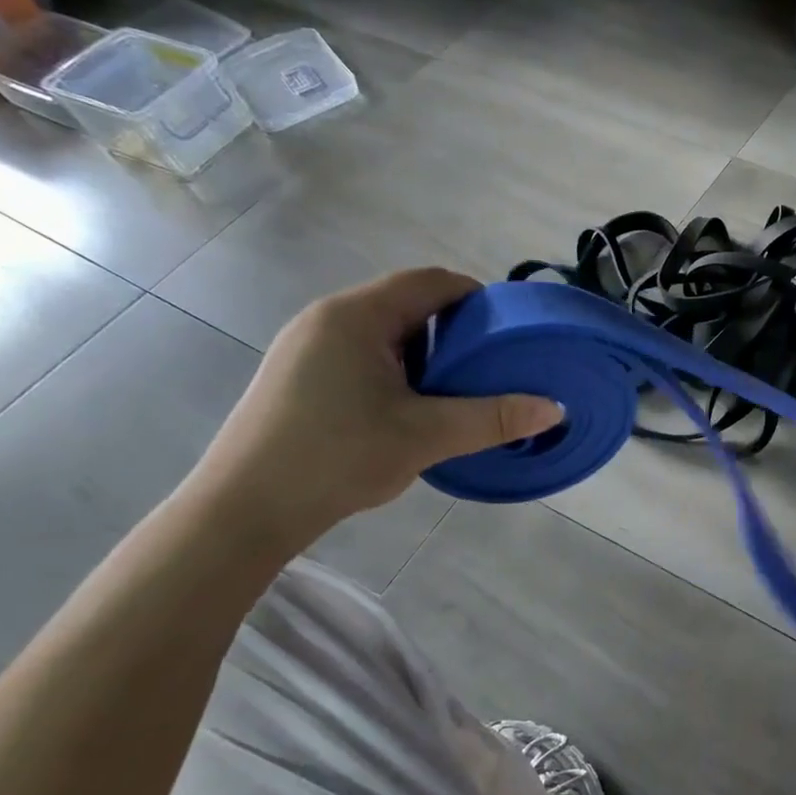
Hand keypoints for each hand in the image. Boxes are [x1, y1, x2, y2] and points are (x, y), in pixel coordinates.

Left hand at [187, 269, 561, 555]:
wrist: (241, 511)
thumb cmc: (336, 458)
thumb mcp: (425, 437)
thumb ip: (492, 418)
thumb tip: (554, 409)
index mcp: (357, 316)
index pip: (431, 282)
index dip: (477, 298)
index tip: (509, 331)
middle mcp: (328, 318)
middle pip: (408, 304)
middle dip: (455, 330)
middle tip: (490, 367)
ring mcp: (306, 346)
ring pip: (384, 332)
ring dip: (425, 353)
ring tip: (455, 391)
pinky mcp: (297, 375)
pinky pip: (361, 354)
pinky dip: (396, 369)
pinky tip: (408, 409)